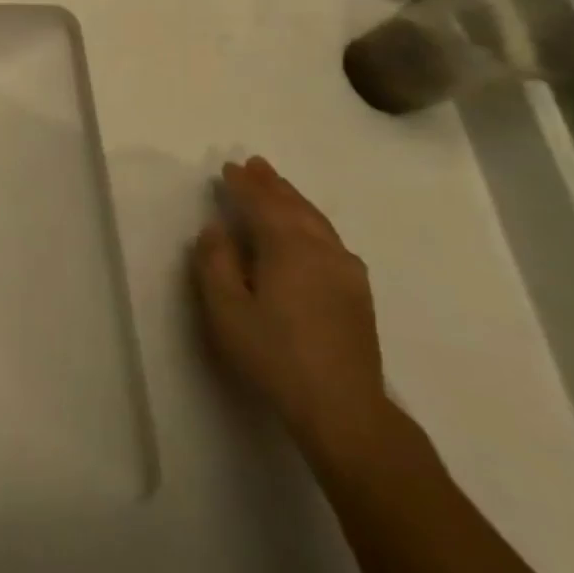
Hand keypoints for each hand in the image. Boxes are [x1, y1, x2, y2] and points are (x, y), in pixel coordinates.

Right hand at [193, 157, 390, 458]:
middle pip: (295, 206)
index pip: (263, 204)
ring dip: (294, 200)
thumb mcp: (226, 309)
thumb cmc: (274, 354)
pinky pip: (330, 239)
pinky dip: (312, 222)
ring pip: (317, 222)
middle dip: (273, 185)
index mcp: (289, 248)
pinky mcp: (358, 293)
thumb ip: (215, 263)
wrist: (343, 408)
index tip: (228, 168)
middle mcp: (323, 250)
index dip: (244, 185)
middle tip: (255, 164)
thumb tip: (216, 229)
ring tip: (279, 187)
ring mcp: (346, 271)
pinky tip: (311, 231)